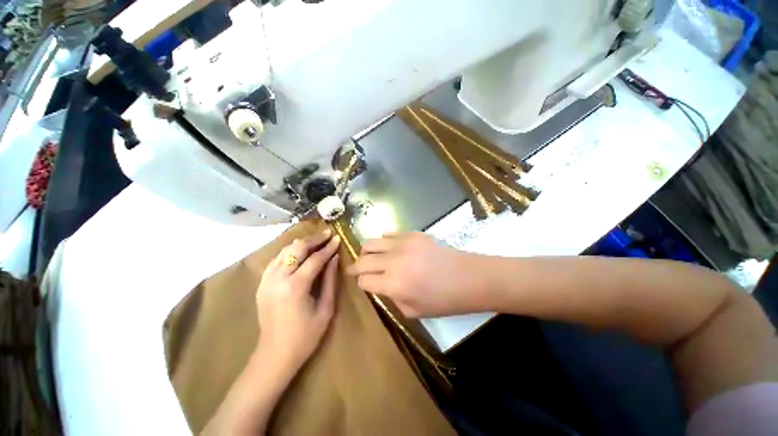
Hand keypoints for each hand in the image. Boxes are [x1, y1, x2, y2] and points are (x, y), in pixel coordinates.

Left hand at [256, 230, 340, 370]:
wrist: (274, 355)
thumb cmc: (305, 336)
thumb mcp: (326, 308)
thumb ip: (330, 280)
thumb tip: (335, 258)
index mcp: (295, 287)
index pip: (315, 259)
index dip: (328, 248)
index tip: (338, 238)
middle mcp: (278, 279)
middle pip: (296, 249)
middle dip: (314, 239)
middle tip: (328, 234)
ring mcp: (266, 280)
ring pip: (284, 251)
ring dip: (302, 243)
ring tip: (317, 240)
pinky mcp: (262, 284)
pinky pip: (276, 259)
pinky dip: (289, 252)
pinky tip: (300, 252)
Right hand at [348, 232, 480, 316]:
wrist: (468, 278)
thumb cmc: (443, 300)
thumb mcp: (413, 311)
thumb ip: (390, 297)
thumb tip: (379, 284)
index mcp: (394, 285)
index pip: (363, 280)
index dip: (361, 283)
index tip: (364, 283)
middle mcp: (394, 262)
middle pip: (362, 260)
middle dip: (356, 266)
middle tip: (356, 269)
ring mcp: (403, 244)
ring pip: (371, 242)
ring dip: (366, 251)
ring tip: (370, 257)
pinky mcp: (413, 234)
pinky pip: (389, 234)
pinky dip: (384, 242)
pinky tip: (389, 248)